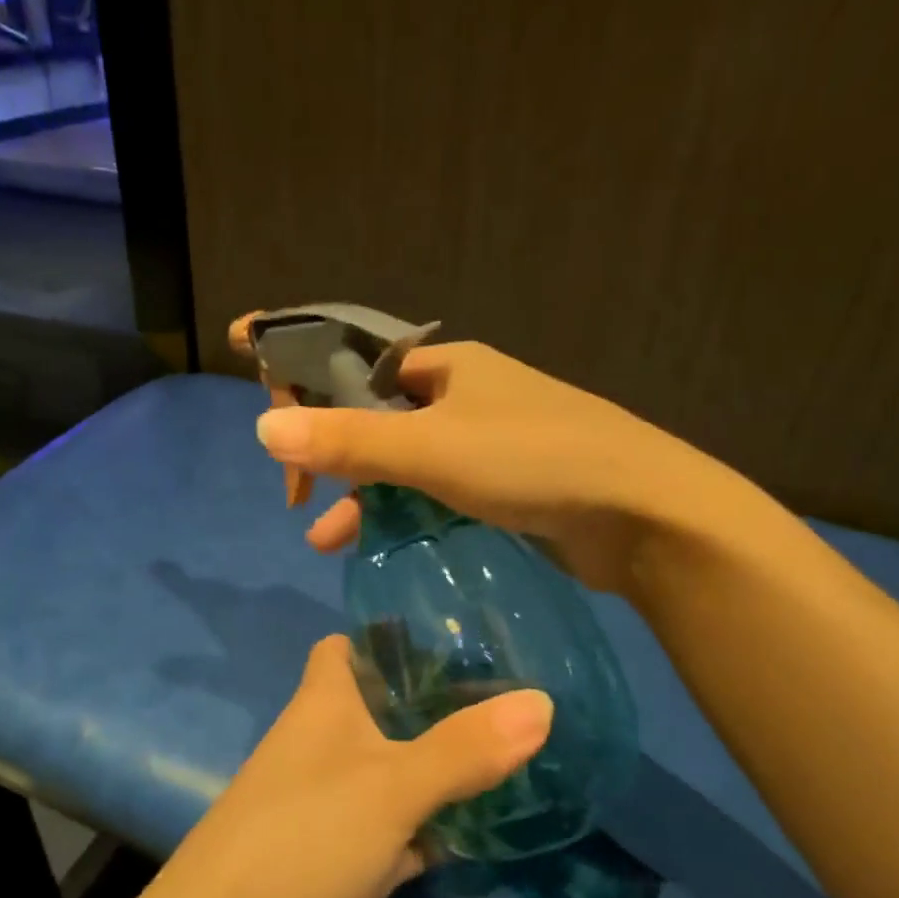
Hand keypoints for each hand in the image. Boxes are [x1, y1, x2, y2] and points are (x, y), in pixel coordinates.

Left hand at [146, 635, 550, 897]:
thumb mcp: (391, 786)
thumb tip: (543, 701)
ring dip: (449, 765)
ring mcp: (340, 805)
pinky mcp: (353, 859)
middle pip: (388, 707)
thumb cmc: (302, 839)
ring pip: (403, 769)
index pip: (348, 646)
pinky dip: (442, 827)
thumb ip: (464, 747)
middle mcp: (329, 745)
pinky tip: (496, 822)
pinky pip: (407, 829)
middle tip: (519, 687)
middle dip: (442, 700)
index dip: (391, 632)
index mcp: (323, 704)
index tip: (455, 626)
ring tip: (524, 745)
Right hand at [229, 314, 708, 593]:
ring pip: (399, 459)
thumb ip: (349, 440)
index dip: (299, 366)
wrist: (645, 516)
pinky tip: (371, 541)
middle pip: (370, 412)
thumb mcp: (432, 449)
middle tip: (292, 494)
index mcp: (444, 366)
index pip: (352, 356)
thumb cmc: (535, 461)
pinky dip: (398, 511)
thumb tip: (263, 427)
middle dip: (326, 449)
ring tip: (321, 538)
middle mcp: (461, 395)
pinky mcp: (500, 486)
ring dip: (358, 491)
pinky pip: (430, 491)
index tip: (253, 383)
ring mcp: (483, 441)